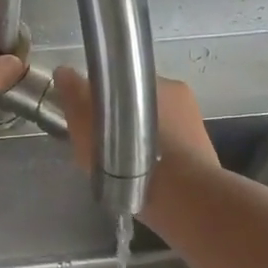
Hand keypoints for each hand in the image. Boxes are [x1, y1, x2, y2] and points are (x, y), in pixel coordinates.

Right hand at [55, 68, 217, 173]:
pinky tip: (143, 177)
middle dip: (124, 119)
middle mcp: (179, 95)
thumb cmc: (128, 155)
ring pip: (158, 128)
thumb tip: (64, 72)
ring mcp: (194, 125)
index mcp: (157, 81)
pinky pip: (172, 151)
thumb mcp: (86, 124)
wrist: (179, 195)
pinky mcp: (202, 154)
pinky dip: (158, 159)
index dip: (105, 98)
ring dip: (142, 141)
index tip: (92, 117)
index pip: (123, 82)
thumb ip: (75, 96)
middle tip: (105, 145)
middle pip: (140, 104)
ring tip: (124, 166)